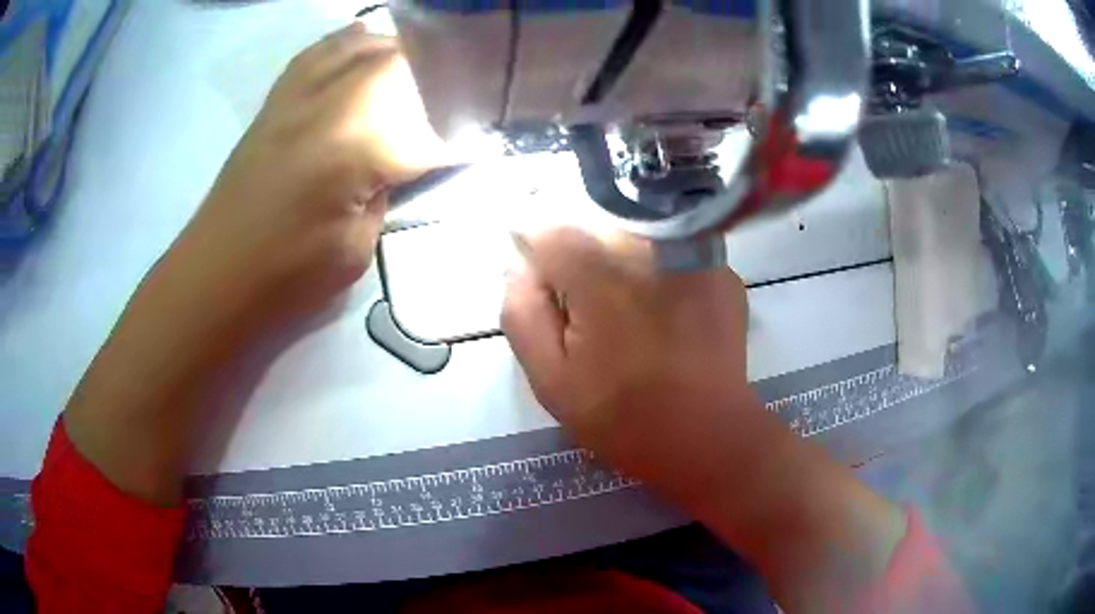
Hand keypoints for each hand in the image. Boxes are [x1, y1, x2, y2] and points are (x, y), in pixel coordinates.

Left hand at [157, 25, 444, 332]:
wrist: (215, 275)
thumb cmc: (286, 276)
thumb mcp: (356, 247)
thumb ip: (386, 191)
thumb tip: (404, 160)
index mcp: (353, 146)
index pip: (427, 126)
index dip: (459, 136)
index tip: (480, 145)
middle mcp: (327, 103)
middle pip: (399, 64)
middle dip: (437, 80)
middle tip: (457, 103)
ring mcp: (296, 96)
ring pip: (360, 46)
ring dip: (397, 52)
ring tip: (421, 67)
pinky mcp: (276, 101)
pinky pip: (318, 52)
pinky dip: (347, 43)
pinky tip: (364, 43)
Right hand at [501, 227, 757, 505]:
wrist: (708, 437)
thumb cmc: (623, 415)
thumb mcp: (550, 378)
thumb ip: (522, 313)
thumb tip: (520, 266)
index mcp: (599, 269)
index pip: (548, 231)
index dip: (539, 261)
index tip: (549, 295)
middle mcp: (650, 244)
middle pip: (596, 227)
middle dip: (584, 265)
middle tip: (594, 319)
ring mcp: (695, 254)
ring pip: (638, 238)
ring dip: (626, 268)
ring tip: (634, 322)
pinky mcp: (722, 272)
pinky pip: (677, 257)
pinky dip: (665, 279)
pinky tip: (671, 322)